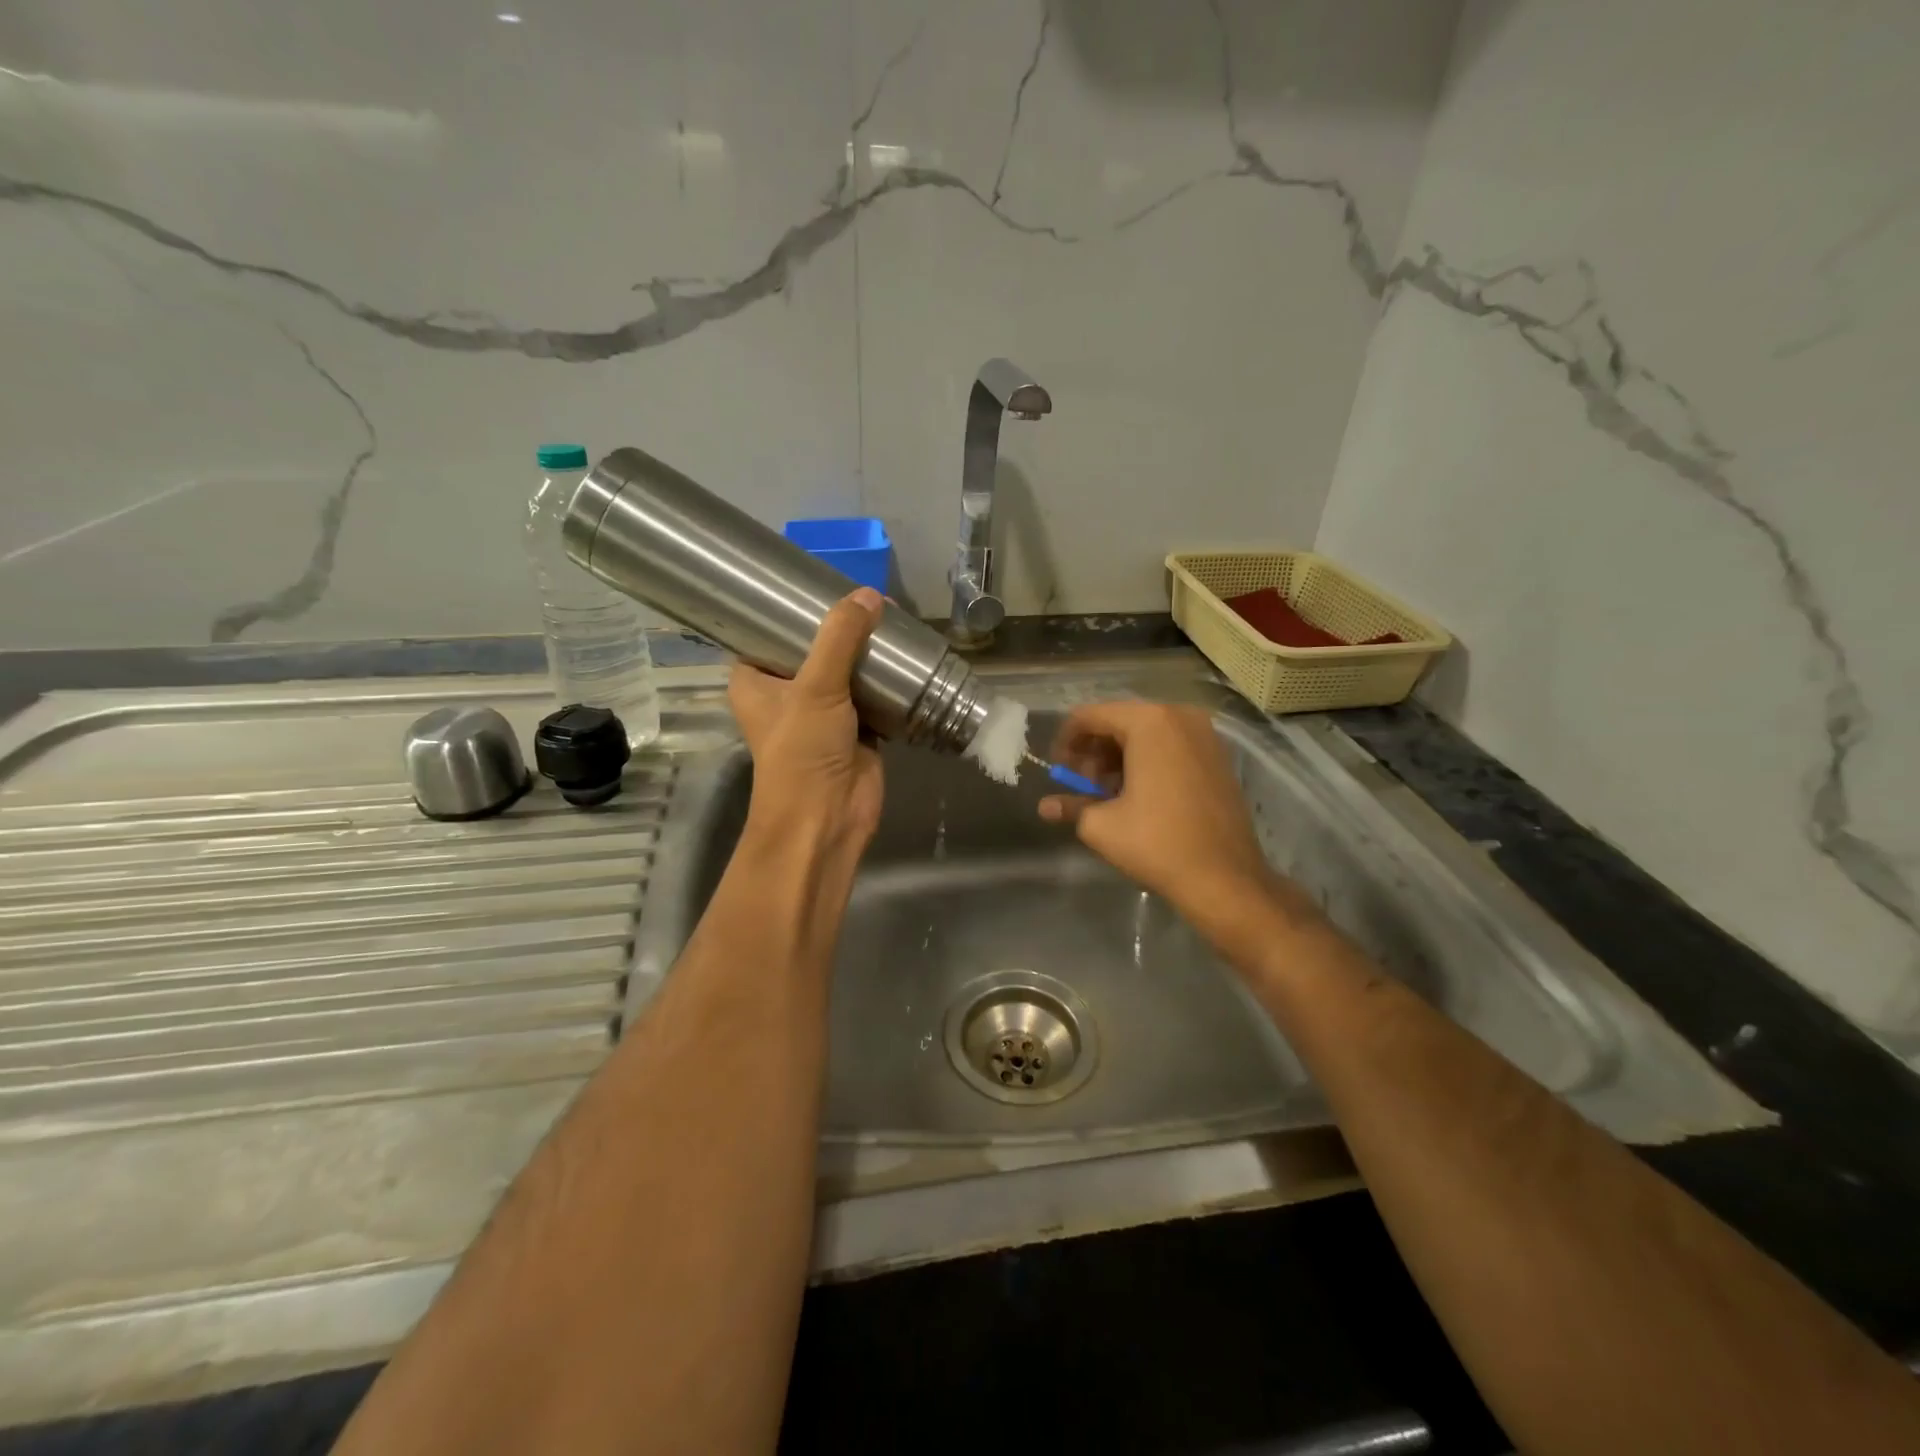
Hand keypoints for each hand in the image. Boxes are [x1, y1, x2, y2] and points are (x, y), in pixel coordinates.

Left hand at [727, 588, 884, 852]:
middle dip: (840, 627)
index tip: (818, 580)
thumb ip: (841, 638)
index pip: (767, 633)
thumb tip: (869, 594)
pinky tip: (906, 654)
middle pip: (814, 648)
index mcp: (755, 681)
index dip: (791, 610)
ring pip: (846, 670)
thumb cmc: (802, 752)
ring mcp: (823, 712)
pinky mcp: (857, 728)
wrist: (828, 819)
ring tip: (891, 616)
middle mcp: (786, 693)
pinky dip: (887, 679)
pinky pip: (872, 693)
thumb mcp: (816, 687)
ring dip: (866, 651)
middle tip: (868, 596)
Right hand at [1038, 702, 1304, 933]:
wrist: (1225, 878)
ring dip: (1119, 757)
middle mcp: (1180, 716)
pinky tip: (1137, 795)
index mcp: (1149, 722)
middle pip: (1120, 721)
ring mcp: (1205, 735)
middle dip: (1094, 751)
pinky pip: (1171, 746)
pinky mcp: (1218, 757)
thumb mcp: (1101, 825)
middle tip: (1081, 785)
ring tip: (1106, 794)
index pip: (1091, 716)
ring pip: (1147, 734)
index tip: (1057, 770)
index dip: (1067, 740)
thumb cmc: (1156, 843)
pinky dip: (1147, 761)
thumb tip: (1046, 807)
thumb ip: (1070, 805)